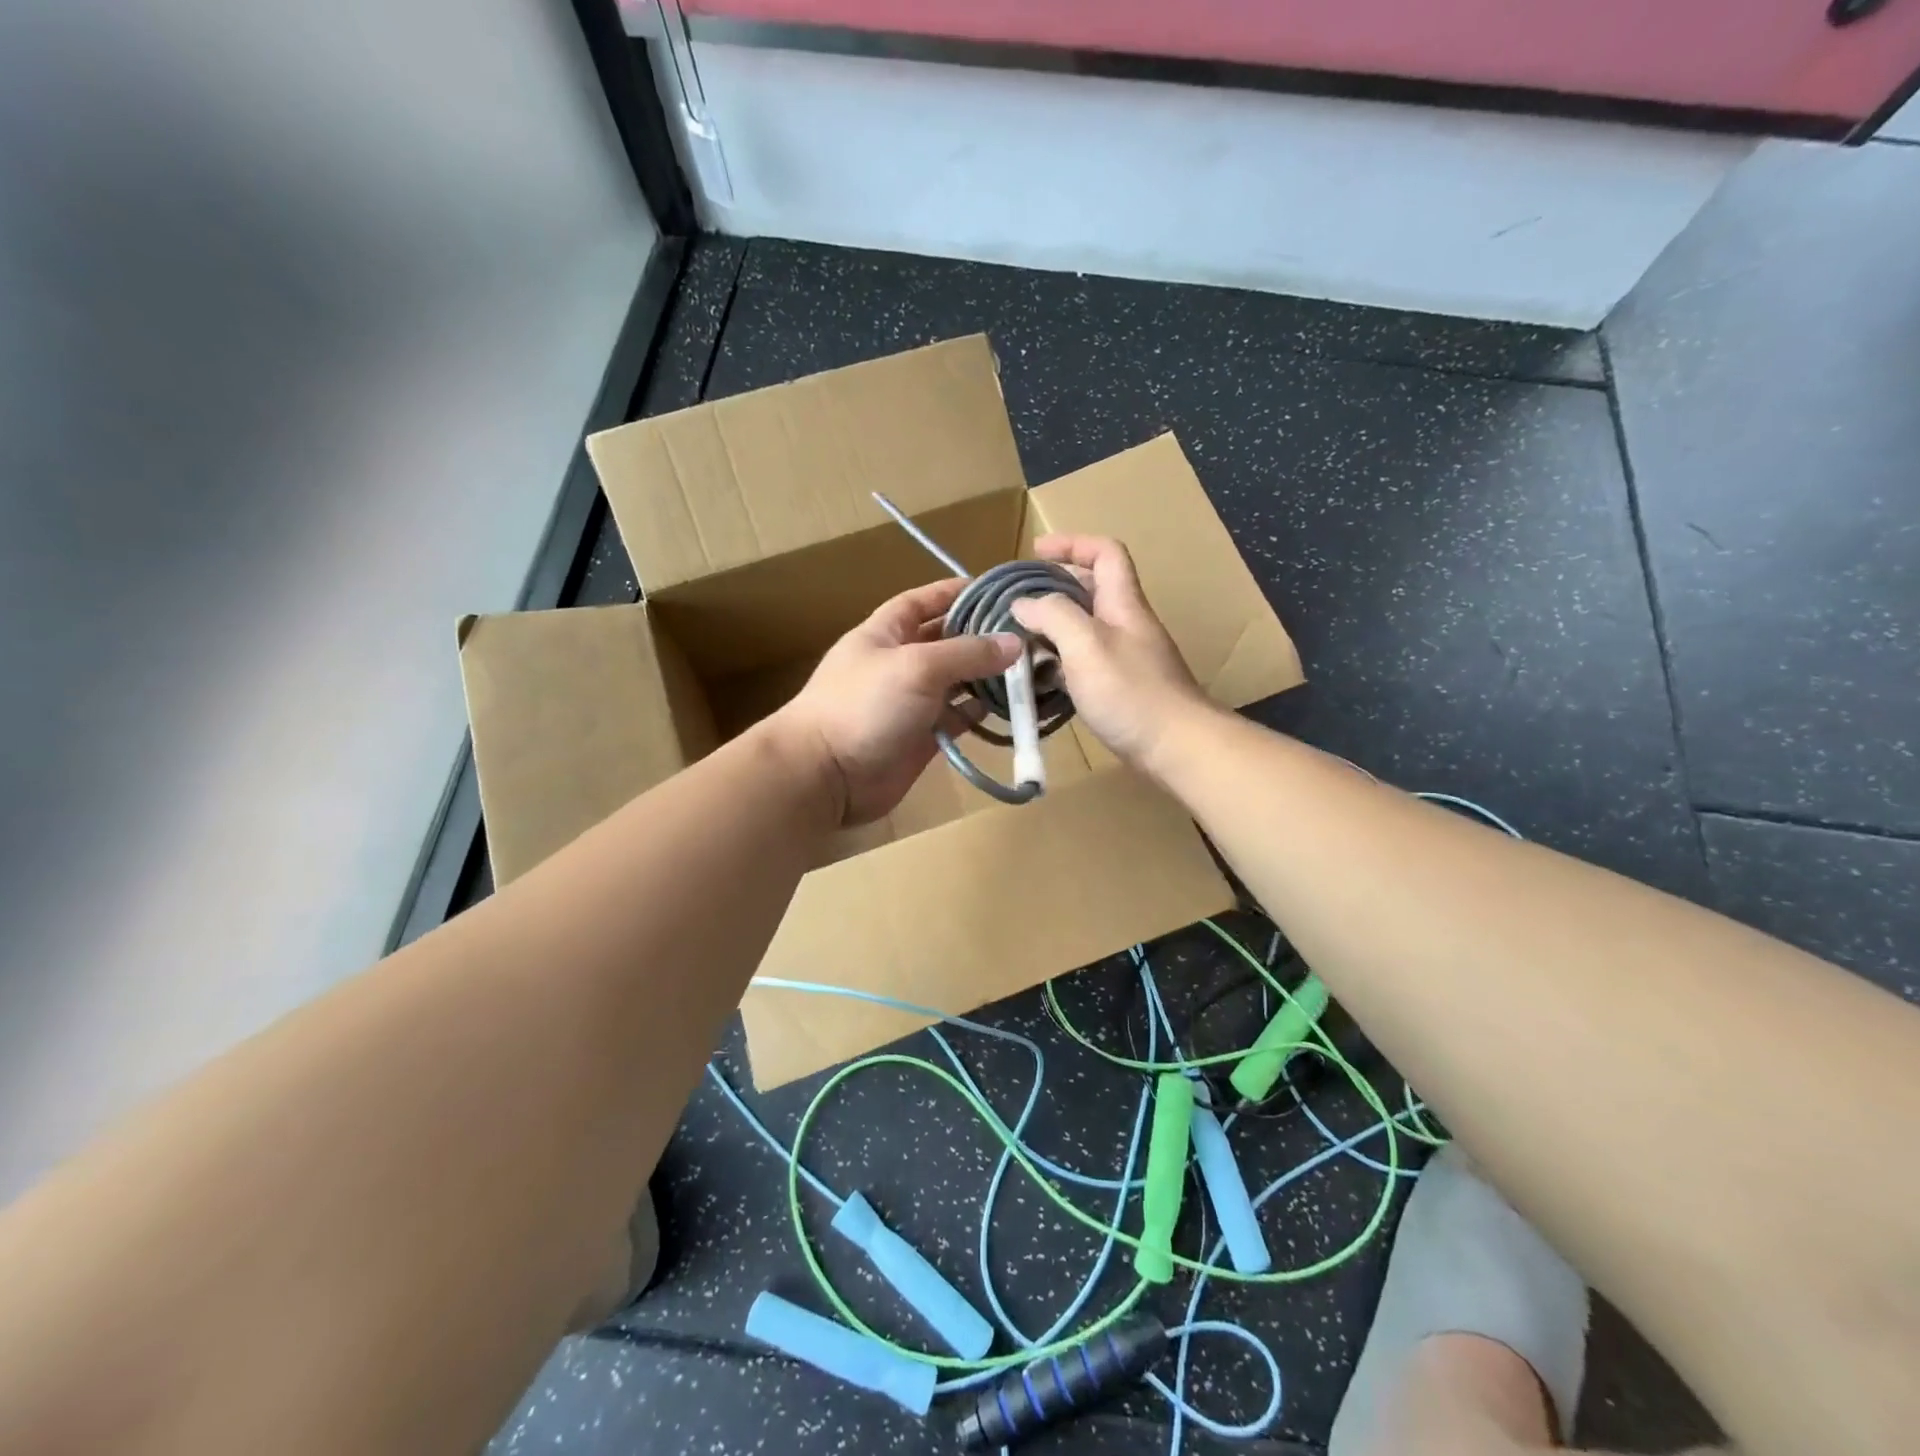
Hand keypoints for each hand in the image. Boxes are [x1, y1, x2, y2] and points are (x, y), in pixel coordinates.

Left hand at [771, 578, 1021, 825]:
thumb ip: (967, 653)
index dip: (956, 592)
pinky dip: (981, 712)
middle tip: (1029, 634)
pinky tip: (1012, 706)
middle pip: (947, 641)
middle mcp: (900, 662)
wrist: (826, 774)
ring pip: (957, 681)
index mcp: (886, 633)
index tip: (997, 590)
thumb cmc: (864, 705)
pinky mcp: (923, 736)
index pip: (924, 601)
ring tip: (1033, 669)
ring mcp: (911, 701)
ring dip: (988, 676)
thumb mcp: (917, 666)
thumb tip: (1015, 643)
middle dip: (983, 636)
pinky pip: (958, 717)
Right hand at [1010, 535, 1210, 774]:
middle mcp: (1125, 624)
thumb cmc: (1131, 691)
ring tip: (1017, 641)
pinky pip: (1082, 663)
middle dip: (1052, 590)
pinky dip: (1058, 664)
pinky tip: (1038, 679)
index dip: (1072, 544)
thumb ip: (1053, 616)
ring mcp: (1124, 657)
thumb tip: (1023, 604)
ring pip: (1082, 630)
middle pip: (1090, 590)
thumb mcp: (1086, 644)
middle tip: (1016, 602)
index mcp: (1123, 603)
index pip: (1105, 553)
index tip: (1036, 553)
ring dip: (1051, 630)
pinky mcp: (1119, 688)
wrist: (1176, 746)